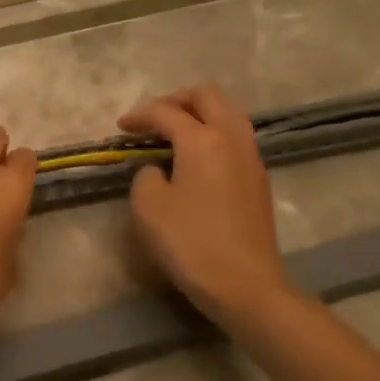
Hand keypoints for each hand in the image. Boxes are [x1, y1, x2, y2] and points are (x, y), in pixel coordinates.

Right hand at [119, 84, 292, 322]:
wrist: (244, 284)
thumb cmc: (190, 242)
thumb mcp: (148, 206)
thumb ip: (146, 175)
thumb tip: (159, 169)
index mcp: (202, 139)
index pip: (166, 112)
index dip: (139, 116)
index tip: (121, 127)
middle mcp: (232, 138)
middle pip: (207, 96)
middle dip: (176, 100)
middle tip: (153, 119)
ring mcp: (251, 158)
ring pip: (227, 114)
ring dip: (199, 115)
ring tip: (174, 135)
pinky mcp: (258, 180)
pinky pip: (235, 139)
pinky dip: (213, 135)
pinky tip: (195, 159)